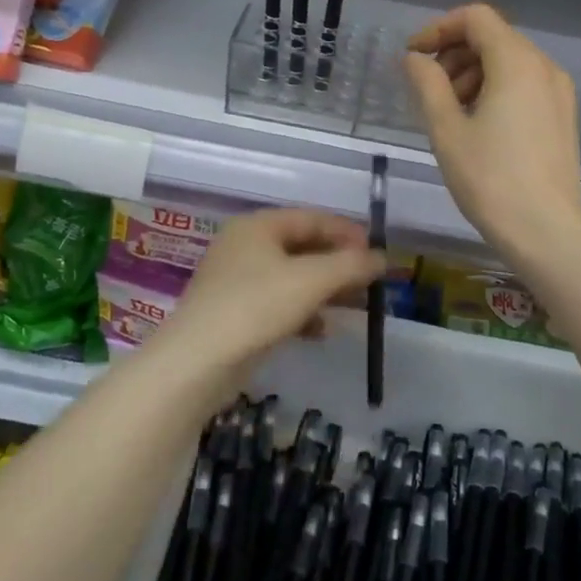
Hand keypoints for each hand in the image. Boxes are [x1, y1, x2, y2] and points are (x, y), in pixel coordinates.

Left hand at [154, 209, 385, 379]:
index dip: (347, 232)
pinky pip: (278, 303)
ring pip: (292, 277)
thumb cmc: (256, 306)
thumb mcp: (311, 280)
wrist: (197, 362)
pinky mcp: (234, 313)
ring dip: (324, 290)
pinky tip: (321, 331)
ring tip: (353, 306)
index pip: (312, 218)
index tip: (376, 252)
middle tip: (369, 281)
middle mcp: (245, 246)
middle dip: (338, 264)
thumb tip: (383, 258)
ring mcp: (236, 280)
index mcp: (258, 226)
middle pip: (303, 247)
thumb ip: (351, 265)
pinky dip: (303, 312)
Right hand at [404, 4, 580, 261]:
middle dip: (455, 54)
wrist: (546, 231)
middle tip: (429, 90)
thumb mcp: (446, 129)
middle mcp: (544, 66)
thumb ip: (427, 83)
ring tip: (450, 112)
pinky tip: (478, 125)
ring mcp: (559, 91)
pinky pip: (525, 84)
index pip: (475, 18)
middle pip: (493, 37)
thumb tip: (414, 58)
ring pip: (509, 61)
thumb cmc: (490, 180)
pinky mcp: (562, 115)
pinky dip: (496, 89)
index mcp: (517, 62)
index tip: (413, 56)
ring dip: (473, 73)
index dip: (438, 29)